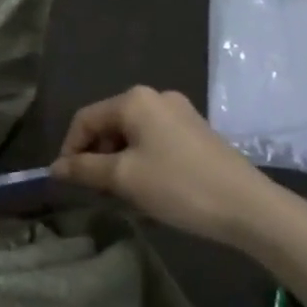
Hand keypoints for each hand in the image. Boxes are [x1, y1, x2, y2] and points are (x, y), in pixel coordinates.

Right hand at [51, 87, 277, 244]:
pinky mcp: (197, 132)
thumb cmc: (179, 186)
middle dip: (96, 156)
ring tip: (122, 193)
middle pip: (109, 124)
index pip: (85, 119)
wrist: (250, 208)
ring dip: (118, 161)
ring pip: (132, 134)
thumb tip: (55, 168)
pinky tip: (148, 187)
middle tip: (95, 190)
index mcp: (134, 100)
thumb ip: (84, 169)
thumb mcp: (123, 178)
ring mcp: (180, 113)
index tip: (67, 180)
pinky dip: (141, 160)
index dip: (70, 149)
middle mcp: (156, 98)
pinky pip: (154, 141)